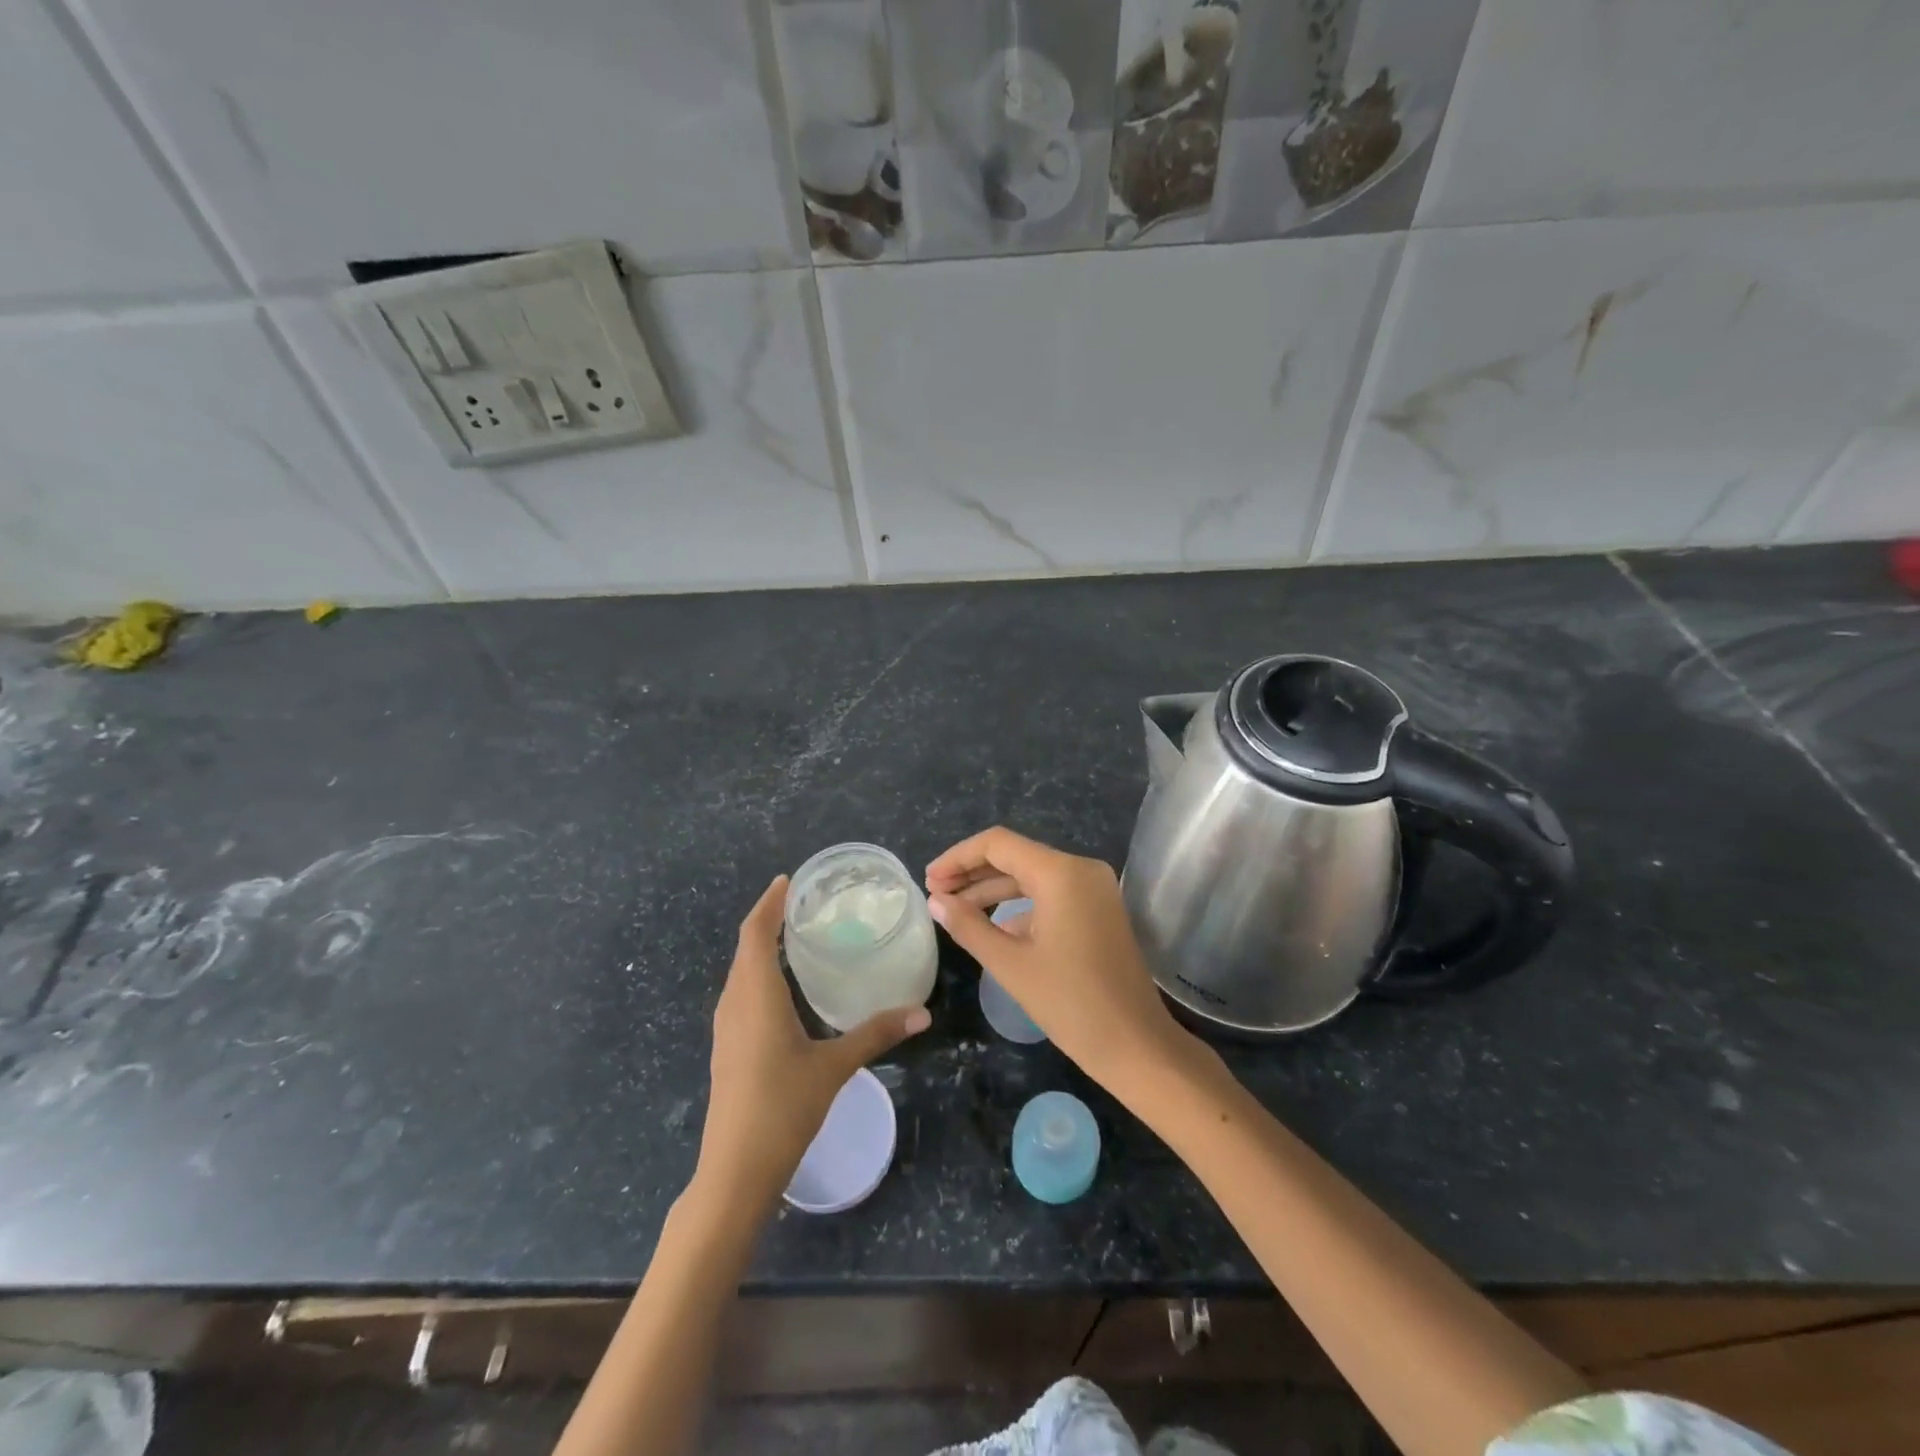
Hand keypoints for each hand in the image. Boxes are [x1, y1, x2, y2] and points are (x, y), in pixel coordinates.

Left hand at [697, 876, 929, 1208]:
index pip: (756, 934)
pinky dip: (757, 972)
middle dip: (767, 920)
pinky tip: (781, 986)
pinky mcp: (727, 1047)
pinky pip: (740, 992)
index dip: (769, 904)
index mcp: (756, 996)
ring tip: (793, 934)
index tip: (787, 881)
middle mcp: (735, 1003)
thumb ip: (876, 1034)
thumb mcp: (834, 1067)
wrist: (735, 1170)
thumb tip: (922, 1013)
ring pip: (740, 971)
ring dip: (760, 946)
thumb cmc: (783, 1108)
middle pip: (745, 948)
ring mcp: (725, 1028)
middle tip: (800, 902)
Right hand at [925, 827, 1195, 1100]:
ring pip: (1032, 875)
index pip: (998, 844)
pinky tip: (992, 927)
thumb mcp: (1010, 964)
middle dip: (972, 872)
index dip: (958, 857)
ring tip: (954, 908)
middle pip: (1015, 856)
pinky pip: (1051, 894)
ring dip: (993, 889)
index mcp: (1061, 873)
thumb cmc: (1071, 1004)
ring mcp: (1094, 888)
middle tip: (935, 893)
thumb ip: (968, 926)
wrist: (1137, 1045)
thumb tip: (936, 901)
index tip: (929, 879)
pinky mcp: (1099, 908)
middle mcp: (1081, 869)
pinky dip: (1019, 905)